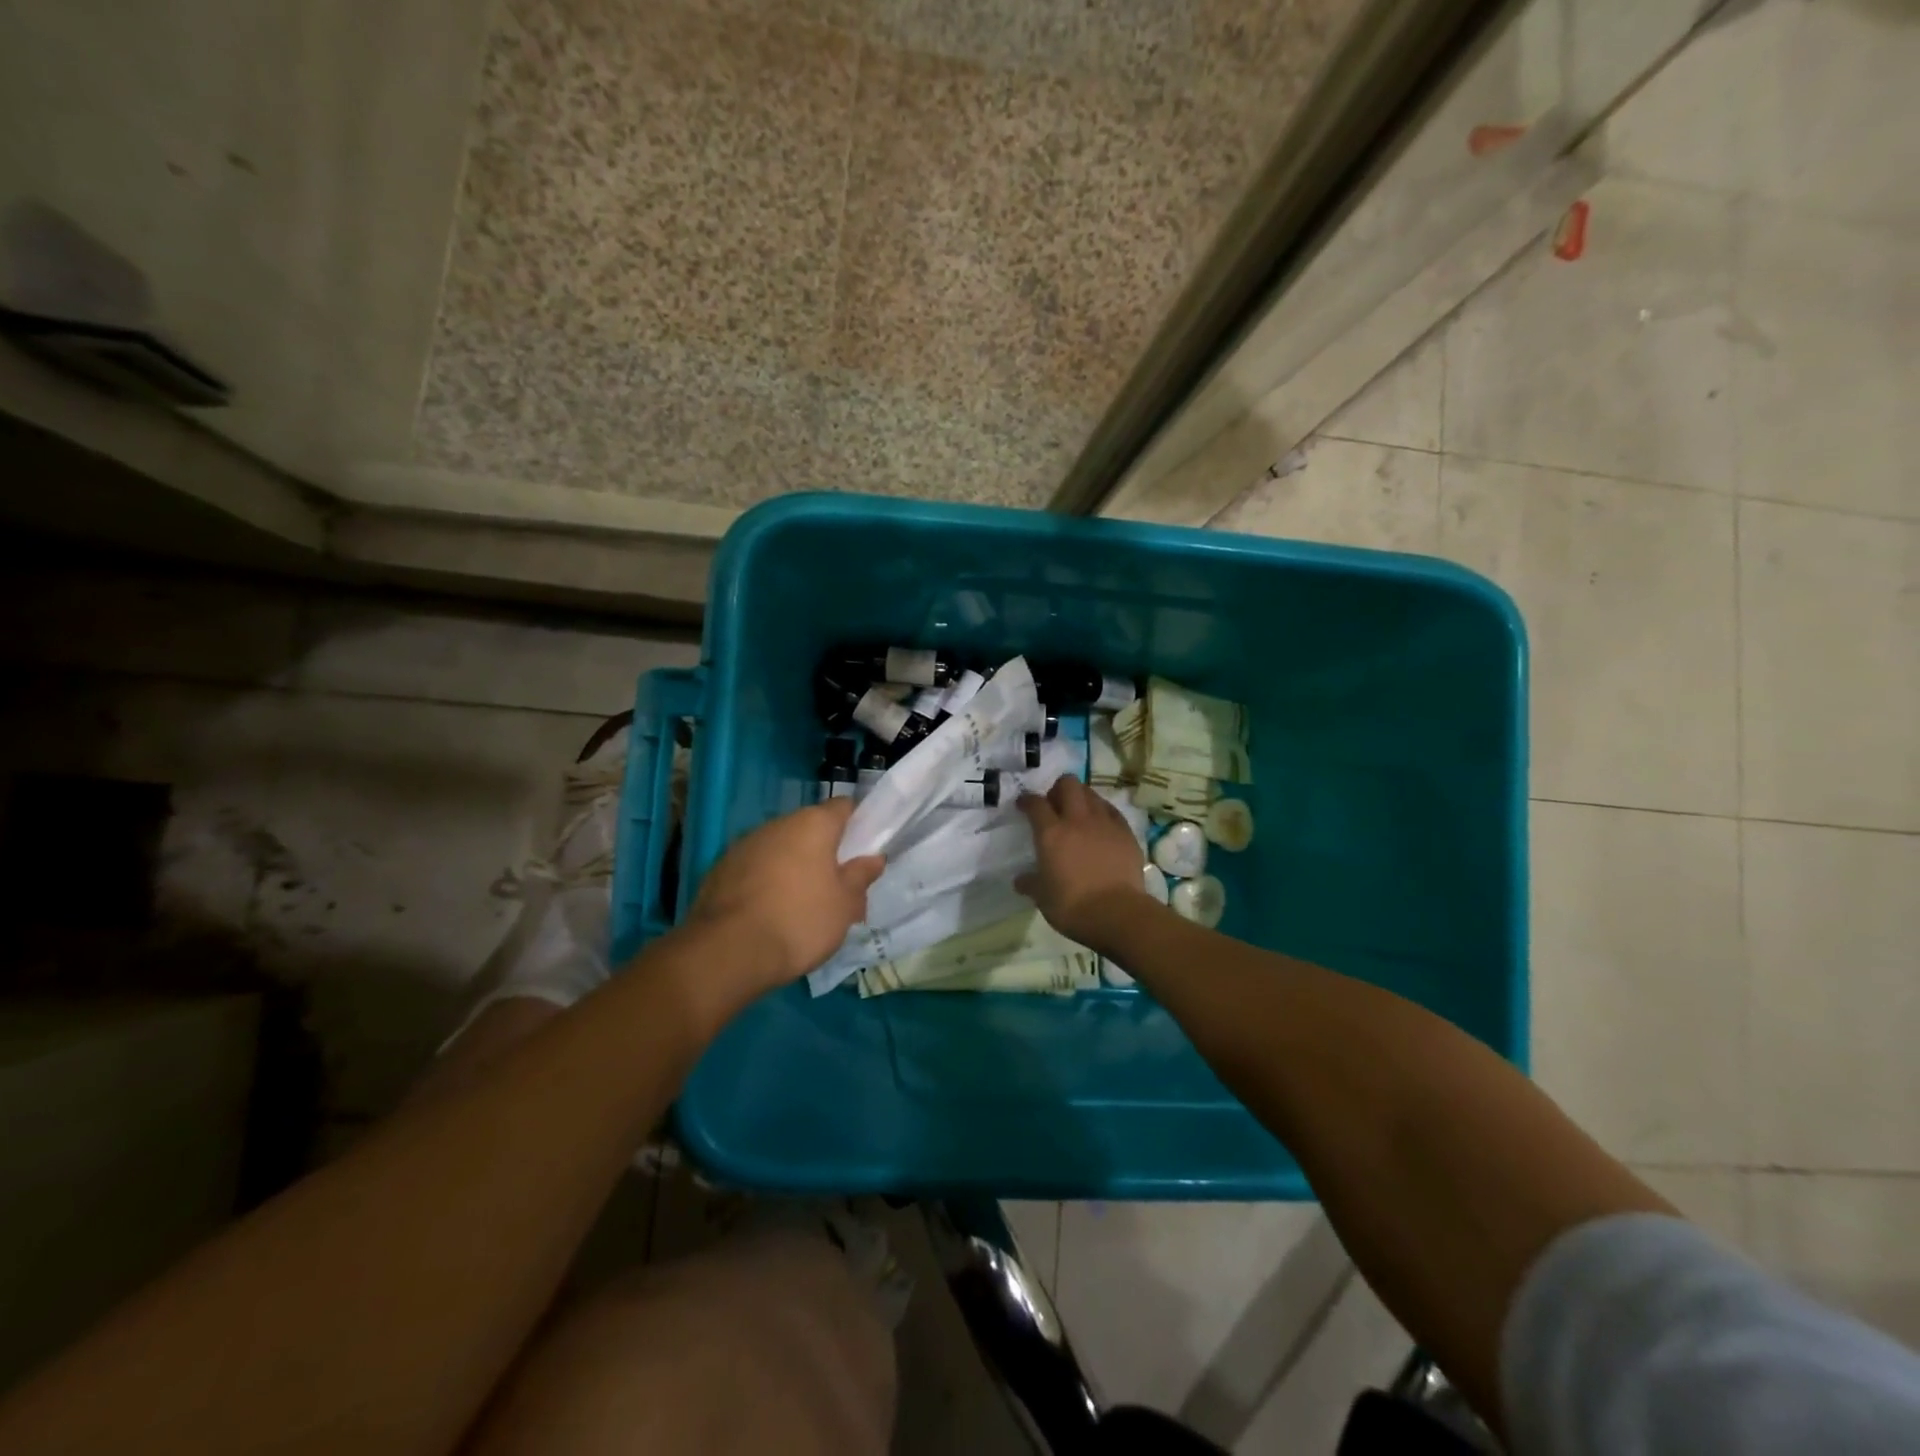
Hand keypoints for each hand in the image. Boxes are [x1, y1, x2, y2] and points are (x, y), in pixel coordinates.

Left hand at [688, 798, 884, 994]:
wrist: (727, 952)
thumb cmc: (800, 921)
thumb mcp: (844, 905)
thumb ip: (860, 877)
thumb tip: (873, 858)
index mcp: (813, 824)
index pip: (843, 807)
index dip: (857, 824)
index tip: (863, 850)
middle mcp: (777, 824)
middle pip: (809, 828)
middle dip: (823, 851)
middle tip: (836, 886)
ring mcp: (744, 845)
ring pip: (780, 848)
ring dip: (792, 866)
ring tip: (800, 905)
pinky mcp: (720, 869)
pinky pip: (754, 868)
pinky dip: (765, 882)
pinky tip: (769, 913)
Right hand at [1015, 776, 1153, 949]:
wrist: (1117, 914)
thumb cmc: (1072, 906)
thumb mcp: (1043, 898)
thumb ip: (1031, 884)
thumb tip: (1020, 880)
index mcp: (1051, 833)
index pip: (1036, 804)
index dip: (1027, 801)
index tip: (1023, 804)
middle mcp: (1077, 820)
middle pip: (1068, 784)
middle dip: (1058, 788)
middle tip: (1055, 804)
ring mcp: (1104, 824)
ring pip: (1092, 794)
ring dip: (1082, 798)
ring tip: (1079, 813)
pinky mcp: (1126, 833)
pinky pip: (1112, 812)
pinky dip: (1103, 813)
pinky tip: (1102, 826)